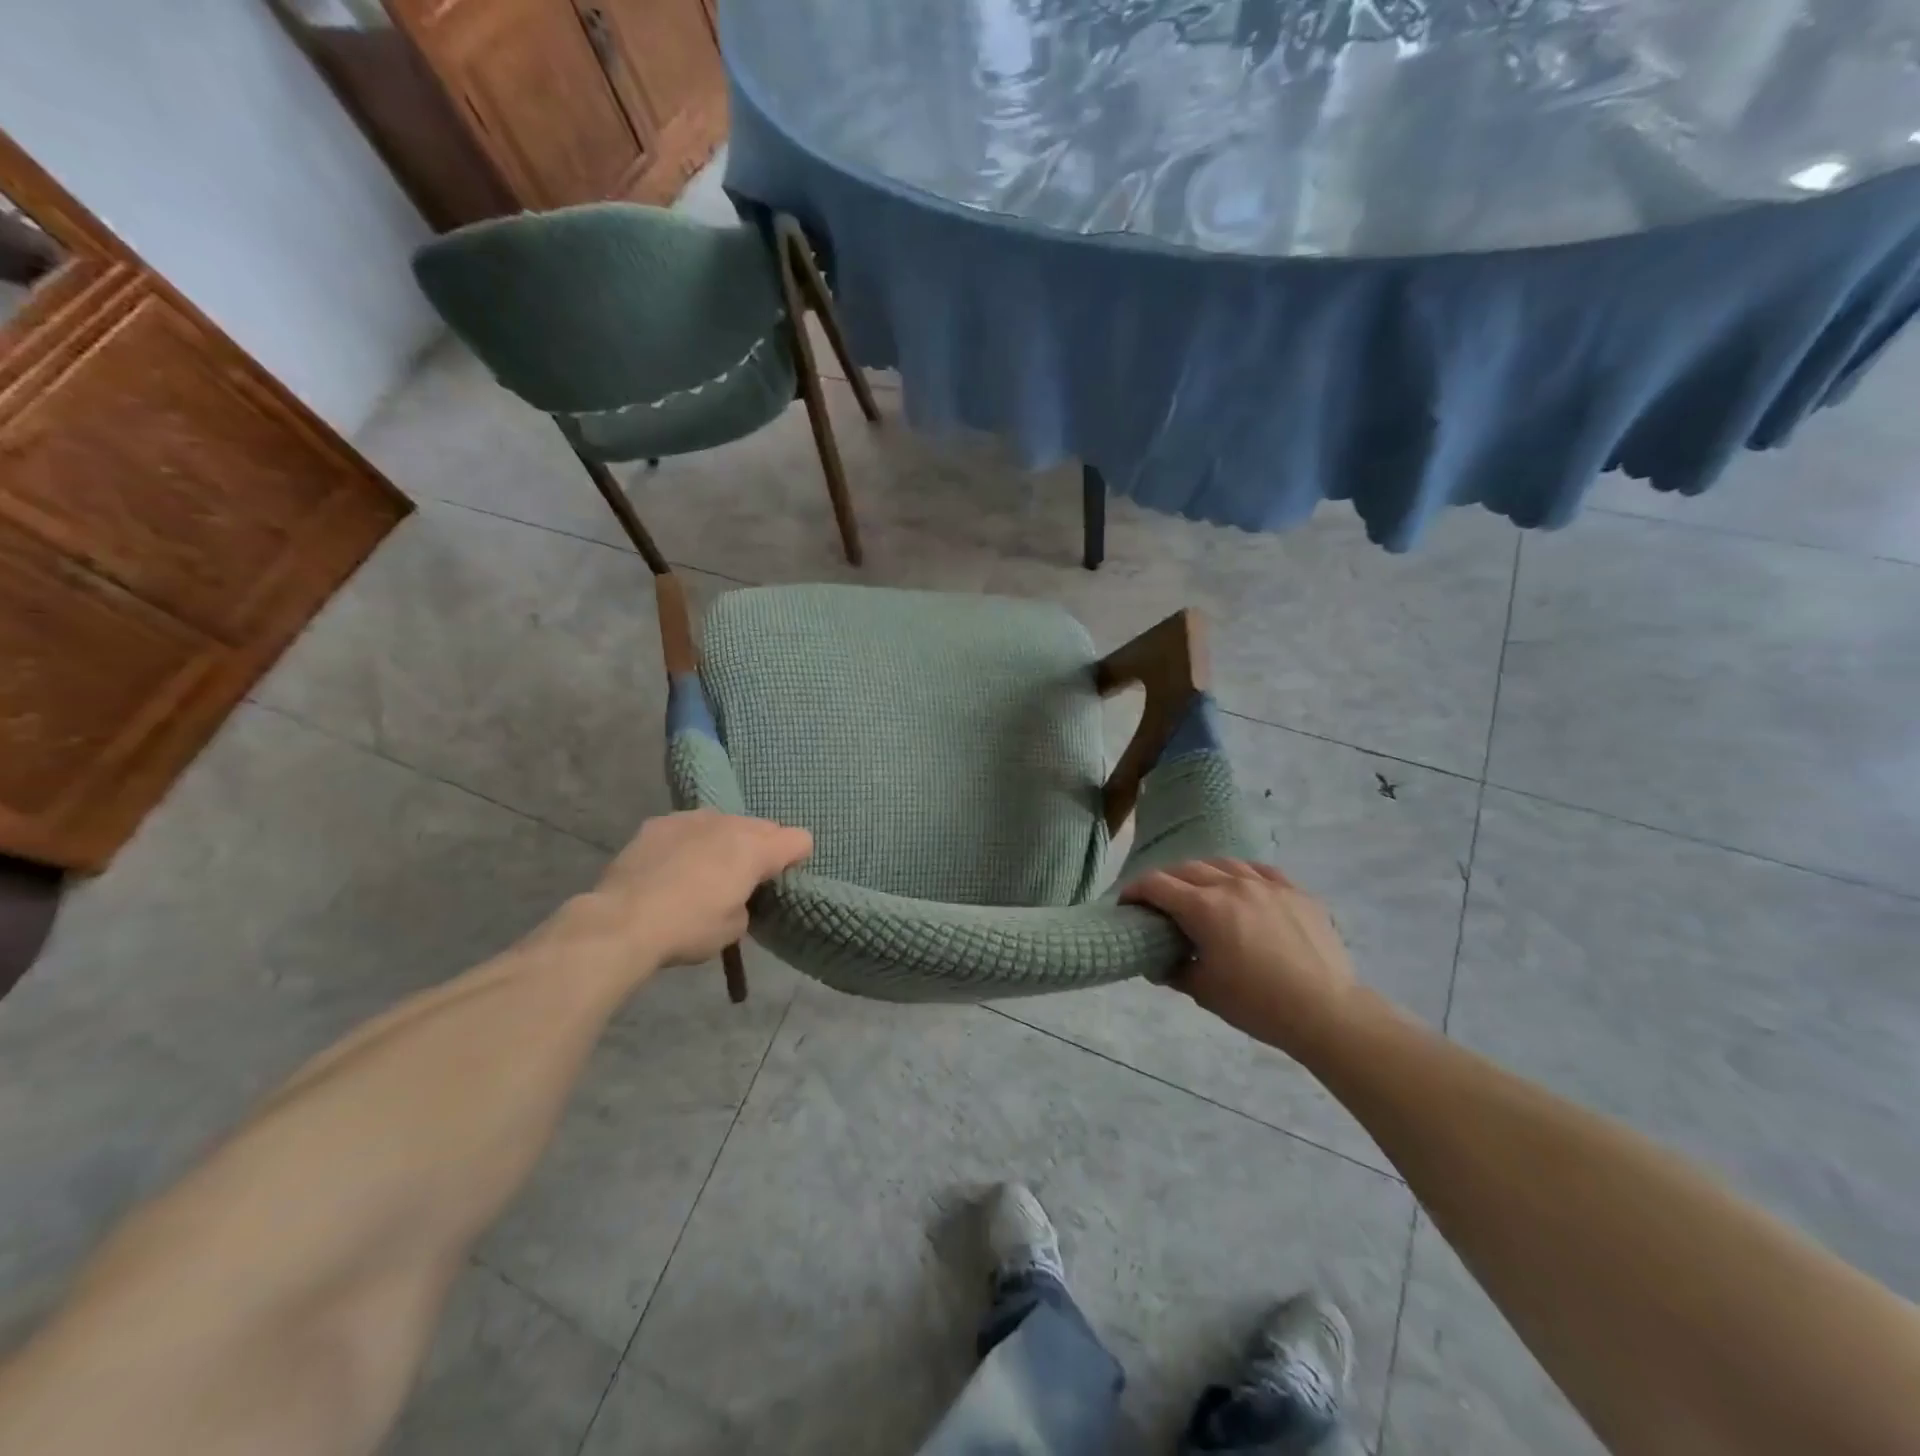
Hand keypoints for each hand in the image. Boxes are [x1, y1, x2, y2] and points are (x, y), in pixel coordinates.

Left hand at [563, 810, 811, 973]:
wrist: (621, 922)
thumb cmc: (688, 928)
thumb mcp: (734, 928)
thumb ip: (747, 901)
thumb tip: (735, 894)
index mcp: (755, 849)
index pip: (800, 840)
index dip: (796, 859)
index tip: (780, 880)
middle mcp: (729, 823)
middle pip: (763, 827)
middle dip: (760, 849)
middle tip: (743, 879)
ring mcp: (692, 818)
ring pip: (725, 823)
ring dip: (725, 842)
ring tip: (705, 870)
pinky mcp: (659, 823)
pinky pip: (689, 827)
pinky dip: (690, 842)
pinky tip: (672, 866)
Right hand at [1121, 858, 1361, 1057]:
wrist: (1325, 1012)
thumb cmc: (1257, 1004)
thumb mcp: (1204, 992)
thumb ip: (1175, 971)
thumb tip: (1158, 964)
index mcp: (1204, 908)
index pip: (1157, 885)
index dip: (1135, 890)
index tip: (1126, 902)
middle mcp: (1231, 885)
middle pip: (1187, 869)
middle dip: (1166, 880)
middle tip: (1159, 900)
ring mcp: (1267, 885)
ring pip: (1224, 864)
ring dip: (1203, 873)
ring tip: (1200, 890)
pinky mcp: (1295, 892)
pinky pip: (1260, 871)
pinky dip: (1242, 875)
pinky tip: (1242, 886)